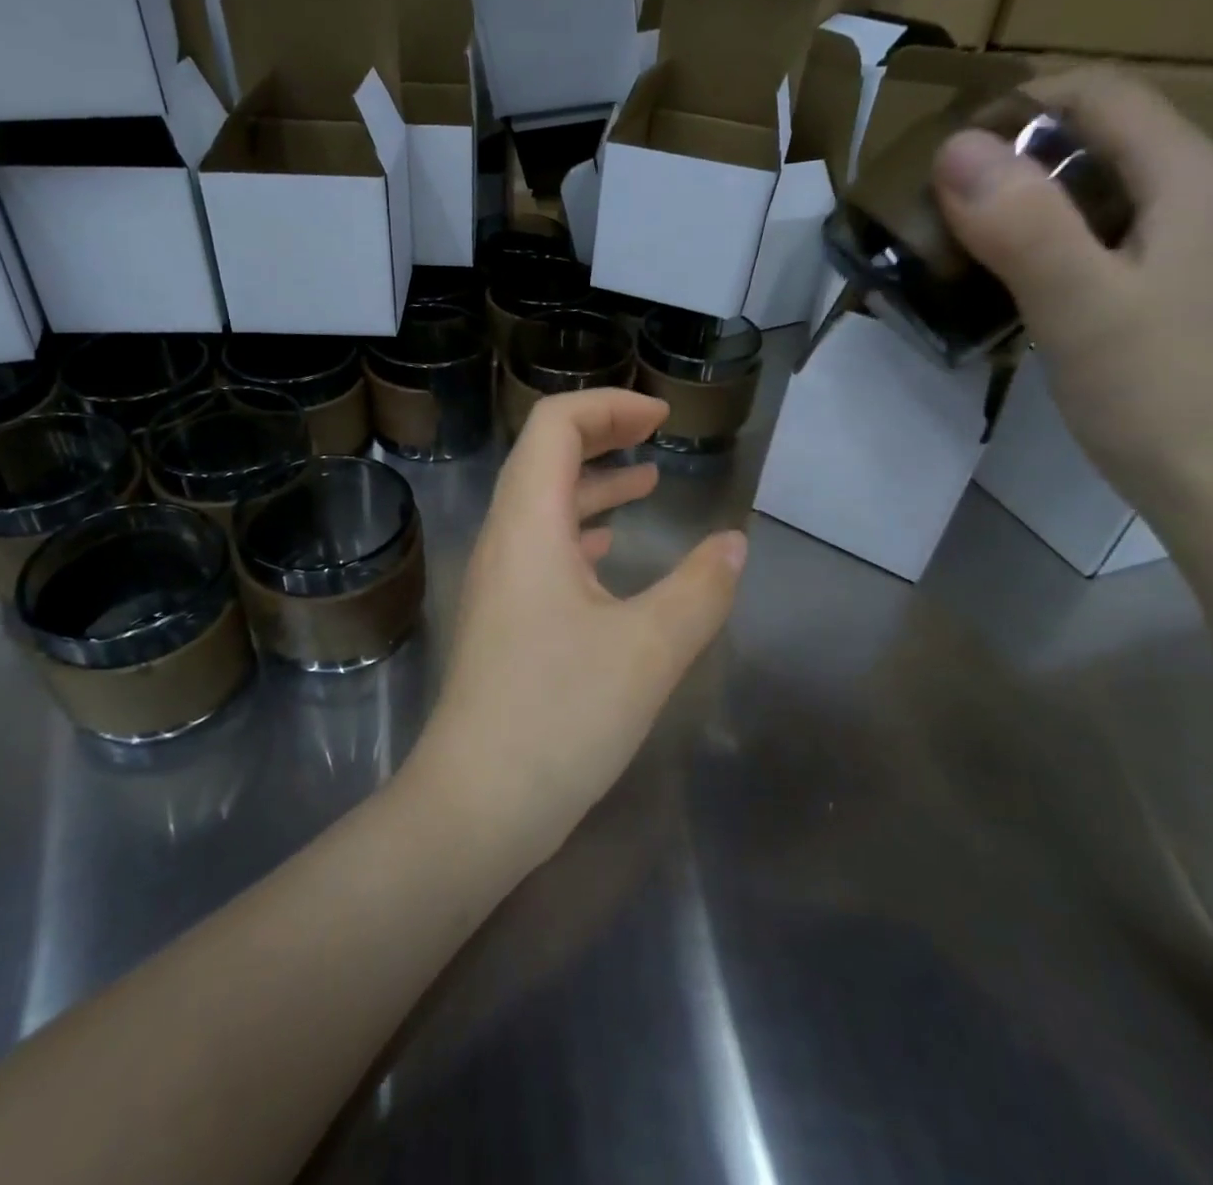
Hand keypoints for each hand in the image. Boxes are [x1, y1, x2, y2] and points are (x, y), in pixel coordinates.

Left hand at [402, 389, 745, 872]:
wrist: (477, 805)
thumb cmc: (560, 715)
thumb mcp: (649, 649)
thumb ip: (701, 588)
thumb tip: (735, 544)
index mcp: (527, 525)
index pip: (554, 426)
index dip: (608, 407)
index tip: (661, 418)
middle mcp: (503, 540)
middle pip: (543, 457)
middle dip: (601, 435)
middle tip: (656, 435)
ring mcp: (497, 581)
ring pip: (542, 505)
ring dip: (592, 485)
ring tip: (646, 483)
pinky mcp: (503, 619)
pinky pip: (540, 550)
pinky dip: (579, 533)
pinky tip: (610, 553)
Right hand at [932, 66, 1212, 513]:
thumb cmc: (1156, 390)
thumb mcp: (1081, 304)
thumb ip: (1022, 225)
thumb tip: (951, 148)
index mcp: (1184, 176)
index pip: (1097, 94)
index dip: (1015, 106)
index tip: (938, 155)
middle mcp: (1186, 193)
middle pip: (1088, 137)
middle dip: (1004, 157)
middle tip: (930, 204)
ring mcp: (1171, 242)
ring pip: (1081, 189)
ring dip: (1011, 202)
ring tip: (946, 240)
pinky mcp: (1150, 285)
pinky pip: (1081, 236)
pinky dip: (1028, 243)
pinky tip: (990, 280)